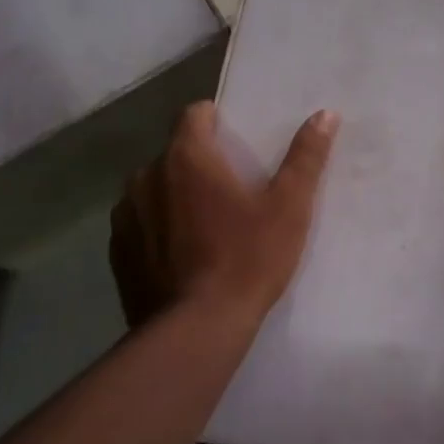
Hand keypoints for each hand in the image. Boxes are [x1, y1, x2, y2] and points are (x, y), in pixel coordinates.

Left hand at [110, 102, 337, 331]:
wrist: (197, 330)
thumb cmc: (248, 259)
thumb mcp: (289, 207)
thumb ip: (305, 157)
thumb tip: (325, 114)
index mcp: (187, 158)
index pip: (194, 114)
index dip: (216, 120)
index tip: (236, 140)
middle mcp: (146, 176)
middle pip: (175, 153)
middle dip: (199, 163)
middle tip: (231, 191)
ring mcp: (126, 215)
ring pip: (153, 189)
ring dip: (174, 195)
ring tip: (205, 225)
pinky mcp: (118, 251)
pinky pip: (140, 224)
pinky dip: (158, 228)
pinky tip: (182, 255)